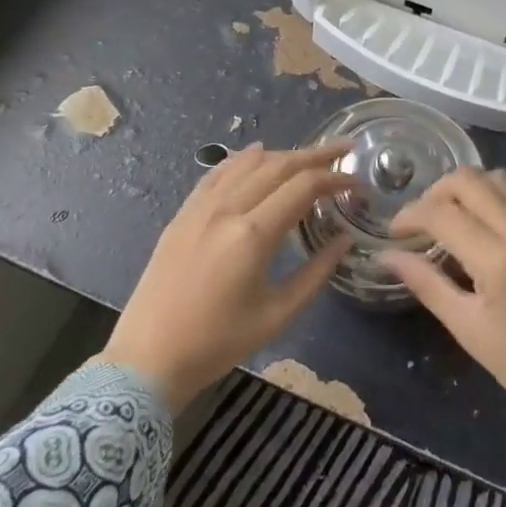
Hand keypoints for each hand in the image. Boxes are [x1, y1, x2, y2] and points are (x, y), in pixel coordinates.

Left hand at [102, 144, 355, 412]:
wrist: (148, 357)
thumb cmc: (218, 343)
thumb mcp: (277, 314)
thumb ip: (316, 273)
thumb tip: (345, 240)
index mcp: (252, 234)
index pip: (303, 187)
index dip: (334, 179)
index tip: (357, 182)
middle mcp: (227, 209)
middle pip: (278, 166)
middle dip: (315, 155)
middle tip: (344, 149)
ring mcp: (201, 208)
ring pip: (248, 163)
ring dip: (283, 154)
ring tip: (309, 155)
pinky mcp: (183, 214)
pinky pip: (218, 173)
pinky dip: (242, 159)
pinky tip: (256, 152)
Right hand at [382, 167, 505, 442]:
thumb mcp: (465, 326)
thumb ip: (425, 282)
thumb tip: (386, 256)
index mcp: (499, 259)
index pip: (442, 213)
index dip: (410, 215)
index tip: (394, 232)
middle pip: (470, 180)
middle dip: (435, 192)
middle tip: (420, 221)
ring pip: (498, 180)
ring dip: (465, 190)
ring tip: (448, 218)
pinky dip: (490, 201)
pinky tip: (478, 230)